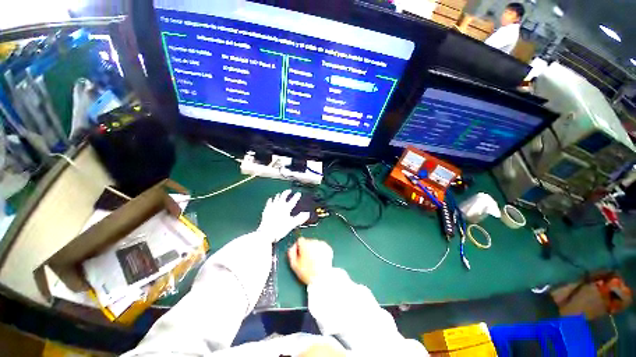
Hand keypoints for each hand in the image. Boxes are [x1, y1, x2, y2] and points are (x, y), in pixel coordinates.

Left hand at [257, 190, 309, 242]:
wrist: (266, 233)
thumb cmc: (280, 229)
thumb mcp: (292, 224)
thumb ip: (300, 218)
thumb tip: (307, 214)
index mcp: (286, 208)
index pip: (293, 200)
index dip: (296, 196)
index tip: (299, 193)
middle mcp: (279, 205)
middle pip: (283, 196)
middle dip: (286, 193)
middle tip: (289, 191)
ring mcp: (272, 207)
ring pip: (276, 198)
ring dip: (279, 195)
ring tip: (280, 194)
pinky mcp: (266, 211)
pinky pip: (269, 203)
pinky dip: (271, 200)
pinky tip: (270, 199)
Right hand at [288, 237, 332, 284]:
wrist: (322, 279)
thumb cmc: (308, 273)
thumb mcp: (294, 265)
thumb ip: (291, 253)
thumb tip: (292, 247)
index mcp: (305, 244)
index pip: (300, 240)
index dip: (298, 247)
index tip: (299, 254)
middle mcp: (314, 242)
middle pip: (307, 242)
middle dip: (306, 248)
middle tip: (307, 259)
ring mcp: (322, 245)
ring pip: (315, 244)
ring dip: (313, 249)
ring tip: (313, 261)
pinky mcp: (328, 248)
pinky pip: (322, 247)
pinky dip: (320, 251)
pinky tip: (319, 260)